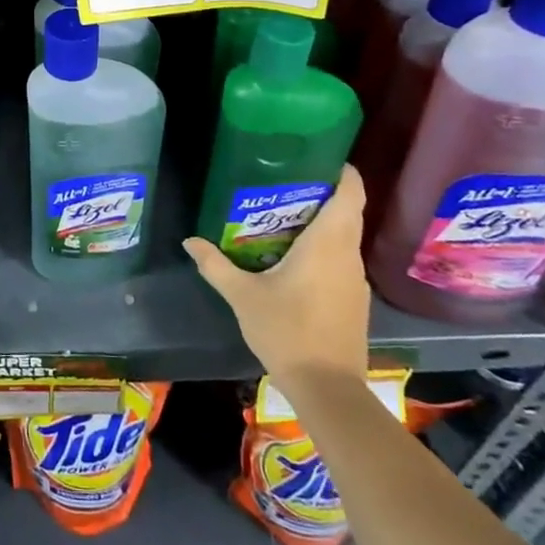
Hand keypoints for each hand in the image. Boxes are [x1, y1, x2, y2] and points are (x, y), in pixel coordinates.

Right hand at [185, 164, 369, 382]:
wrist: (327, 388)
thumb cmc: (287, 331)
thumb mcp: (243, 296)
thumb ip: (215, 265)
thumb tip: (189, 241)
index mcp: (327, 244)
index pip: (350, 194)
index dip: (342, 171)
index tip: (321, 155)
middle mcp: (348, 255)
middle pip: (347, 211)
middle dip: (322, 192)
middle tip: (285, 181)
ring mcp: (355, 280)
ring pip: (344, 237)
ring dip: (322, 222)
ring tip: (283, 213)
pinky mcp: (354, 300)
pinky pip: (341, 259)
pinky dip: (324, 247)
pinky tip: (294, 256)